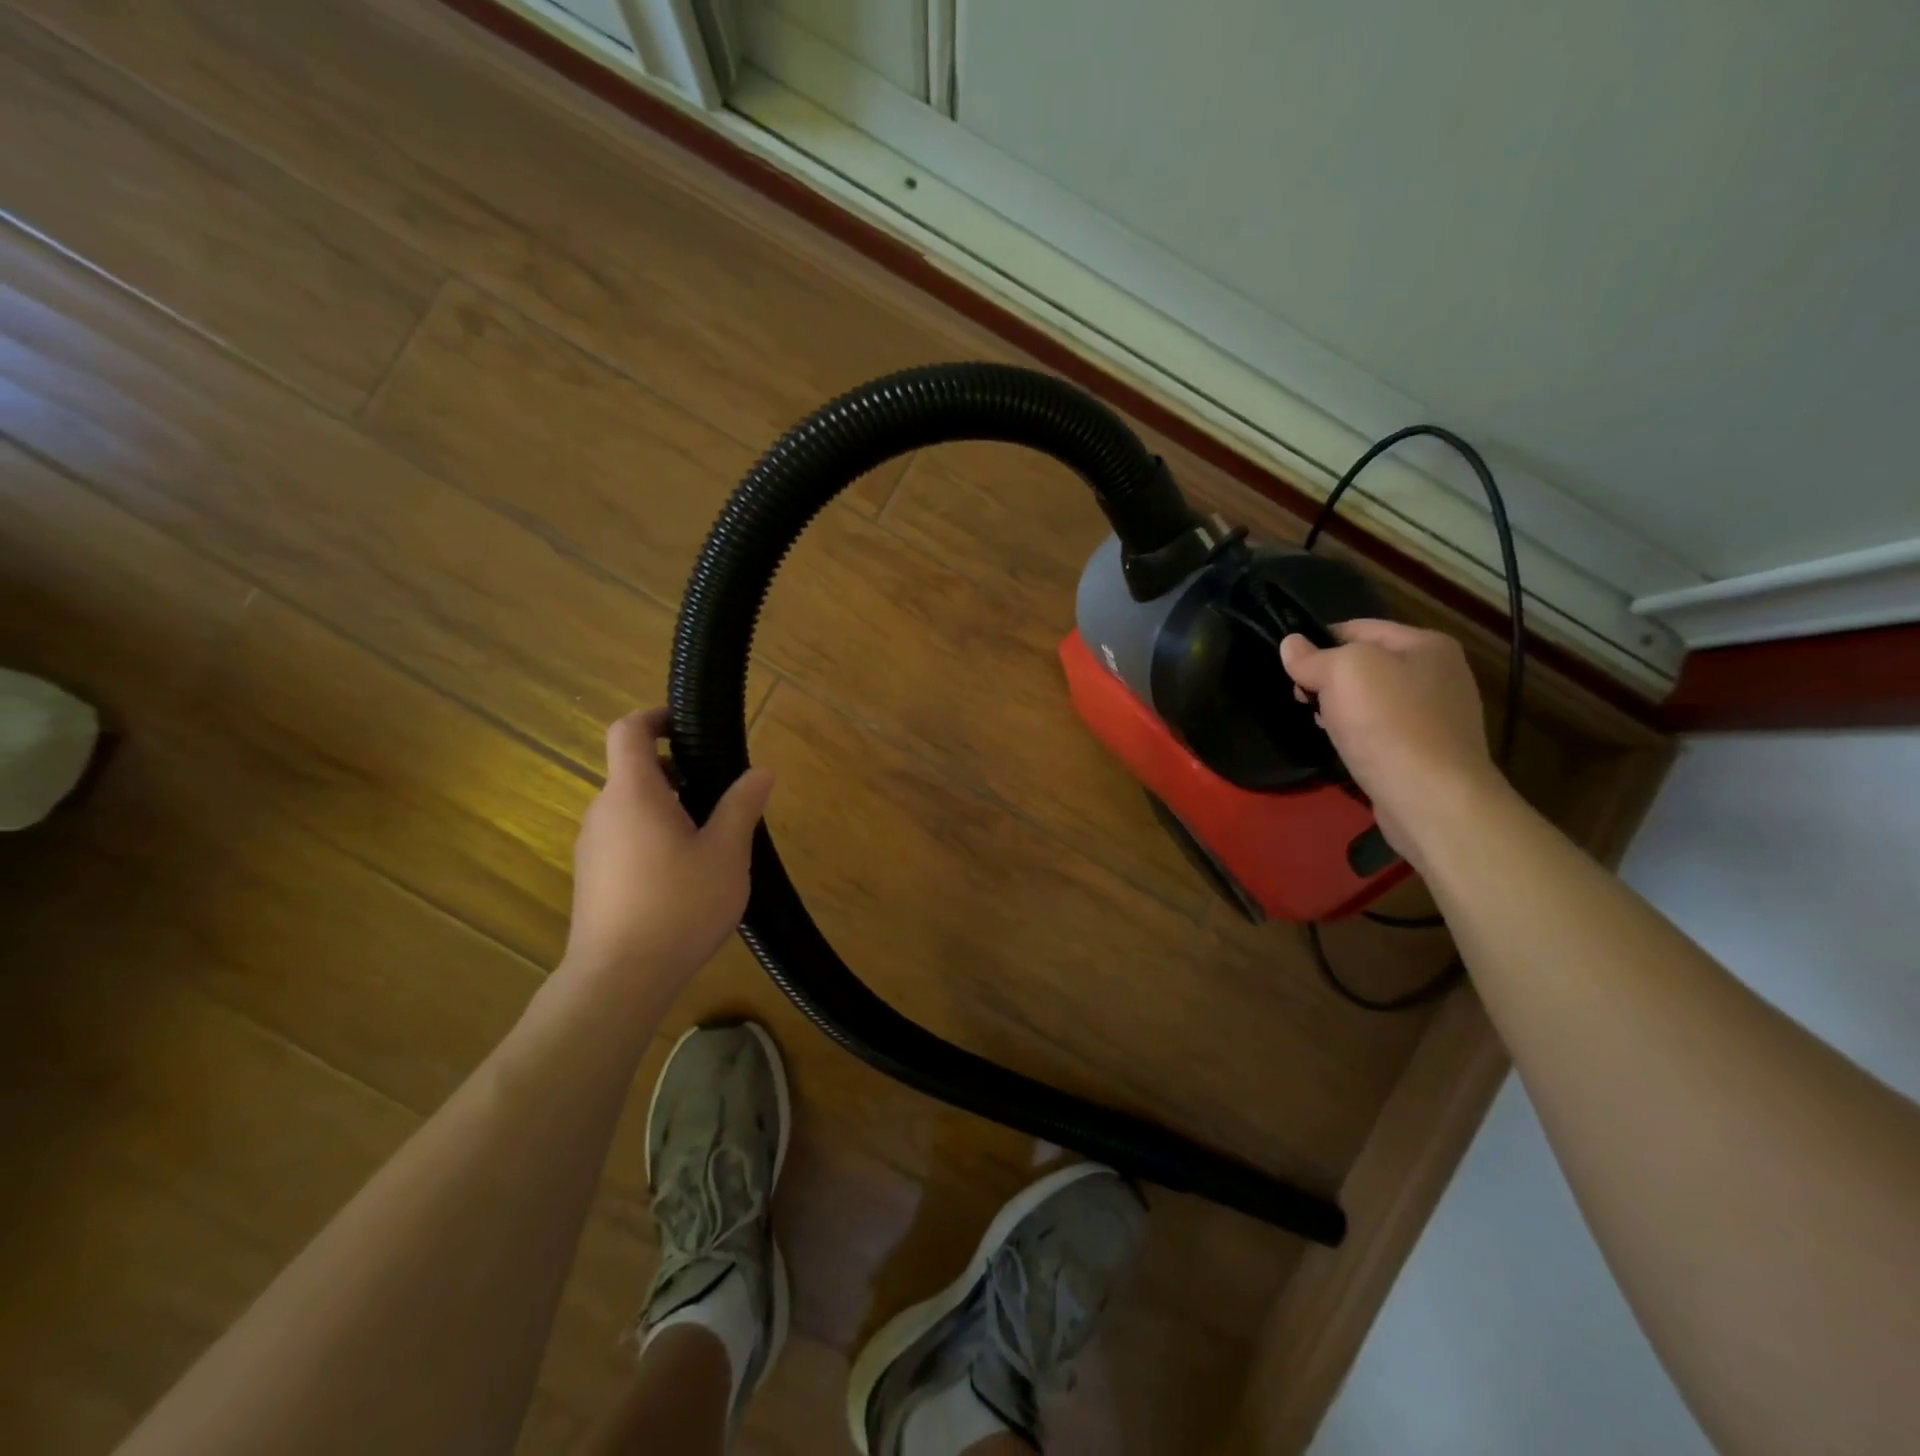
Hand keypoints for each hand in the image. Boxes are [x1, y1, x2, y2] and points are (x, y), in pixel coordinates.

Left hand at [561, 708, 774, 987]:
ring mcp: (593, 847)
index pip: (629, 731)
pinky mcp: (592, 878)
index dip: (656, 717)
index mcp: (633, 793)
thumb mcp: (726, 853)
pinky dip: (652, 836)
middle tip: (720, 794)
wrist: (619, 979)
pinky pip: (624, 838)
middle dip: (677, 772)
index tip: (687, 725)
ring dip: (667, 808)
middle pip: (634, 771)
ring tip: (709, 840)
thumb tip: (761, 771)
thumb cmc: (678, 905)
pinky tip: (683, 875)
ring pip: (631, 808)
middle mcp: (604, 811)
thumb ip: (742, 806)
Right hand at [1279, 620, 1504, 867]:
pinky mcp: (1429, 750)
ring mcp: (1438, 714)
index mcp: (1426, 644)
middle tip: (1301, 699)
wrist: (1431, 798)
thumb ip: (1313, 656)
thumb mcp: (1342, 673)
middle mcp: (1439, 673)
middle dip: (1327, 678)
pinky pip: (1383, 729)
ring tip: (1319, 724)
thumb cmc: (1387, 724)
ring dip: (1340, 707)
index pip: (1358, 628)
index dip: (1318, 642)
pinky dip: (1358, 733)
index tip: (1290, 667)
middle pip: (1365, 663)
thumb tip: (1291, 644)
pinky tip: (1344, 746)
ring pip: (1372, 698)